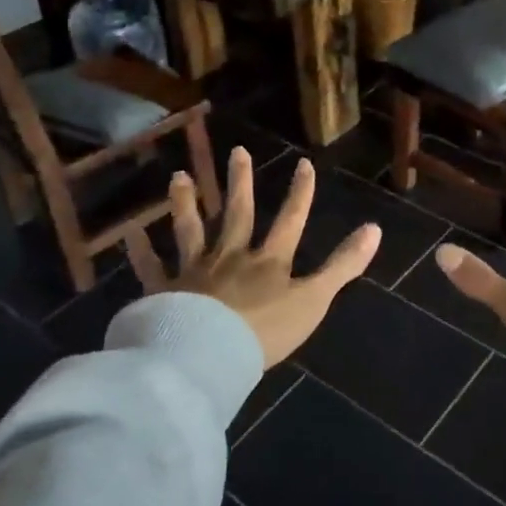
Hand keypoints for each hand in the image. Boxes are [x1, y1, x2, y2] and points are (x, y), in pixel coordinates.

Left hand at [126, 148, 380, 368]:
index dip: (300, 193)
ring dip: (186, 203)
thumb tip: (375, 228)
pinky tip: (130, 234)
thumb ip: (342, 265)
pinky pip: (151, 268)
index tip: (304, 163)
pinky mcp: (164, 291)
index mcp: (268, 261)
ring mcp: (195, 271)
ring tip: (179, 176)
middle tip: (237, 151)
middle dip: (240, 182)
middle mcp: (231, 256)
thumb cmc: (266, 331)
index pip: (290, 220)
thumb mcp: (314, 299)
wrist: (209, 354)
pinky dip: (141, 252)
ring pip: (190, 230)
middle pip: (237, 214)